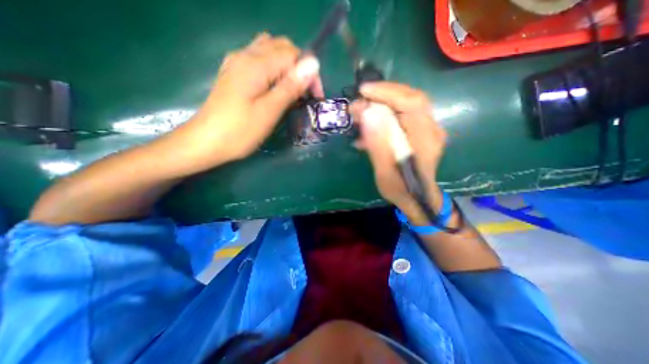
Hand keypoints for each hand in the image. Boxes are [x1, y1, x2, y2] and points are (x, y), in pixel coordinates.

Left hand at [182, 34, 324, 164]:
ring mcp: (237, 63)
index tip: (315, 98)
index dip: (309, 74)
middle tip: (305, 94)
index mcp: (256, 64)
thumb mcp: (269, 111)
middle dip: (300, 68)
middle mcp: (245, 55)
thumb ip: (290, 86)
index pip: (293, 55)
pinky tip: (273, 86)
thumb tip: (313, 64)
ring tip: (291, 90)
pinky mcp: (234, 74)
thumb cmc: (240, 131)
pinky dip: (273, 69)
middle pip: (282, 47)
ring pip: (270, 51)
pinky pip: (258, 59)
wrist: (206, 142)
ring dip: (286, 67)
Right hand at [351, 82, 446, 223]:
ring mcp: (427, 129)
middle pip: (409, 99)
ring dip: (380, 105)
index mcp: (425, 140)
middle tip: (358, 104)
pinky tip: (368, 127)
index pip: (411, 103)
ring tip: (359, 114)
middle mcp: (431, 129)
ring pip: (404, 105)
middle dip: (381, 96)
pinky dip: (383, 115)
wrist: (416, 198)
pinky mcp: (419, 131)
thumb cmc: (401, 190)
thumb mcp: (385, 172)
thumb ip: (378, 144)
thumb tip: (367, 114)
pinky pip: (402, 115)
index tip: (363, 91)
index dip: (387, 92)